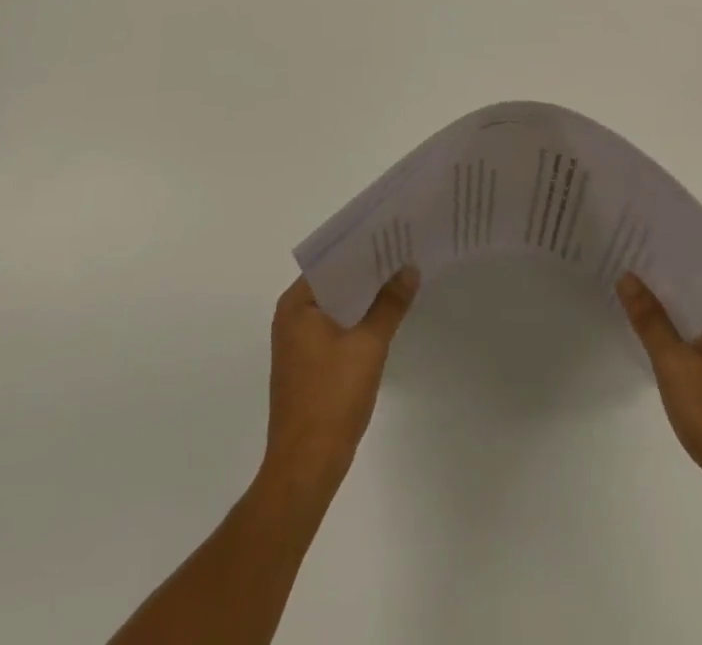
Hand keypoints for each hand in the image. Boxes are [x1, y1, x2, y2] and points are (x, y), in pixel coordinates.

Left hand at [262, 269, 418, 497]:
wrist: (306, 467)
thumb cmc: (332, 398)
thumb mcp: (368, 345)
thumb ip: (390, 304)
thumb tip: (409, 269)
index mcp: (296, 305)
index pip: (331, 260)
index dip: (362, 247)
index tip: (392, 234)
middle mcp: (291, 317)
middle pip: (334, 282)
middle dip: (368, 271)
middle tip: (404, 252)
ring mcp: (298, 343)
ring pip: (337, 306)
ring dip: (365, 296)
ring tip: (401, 277)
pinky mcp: (308, 364)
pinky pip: (336, 327)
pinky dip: (358, 319)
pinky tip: (386, 316)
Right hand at [616, 274, 701, 528]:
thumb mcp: (675, 364)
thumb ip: (650, 319)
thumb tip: (627, 276)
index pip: (697, 268)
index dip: (665, 253)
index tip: (634, 236)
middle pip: (692, 290)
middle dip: (659, 279)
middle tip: (619, 256)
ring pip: (690, 317)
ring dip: (662, 307)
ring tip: (623, 286)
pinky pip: (691, 339)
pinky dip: (670, 333)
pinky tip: (641, 329)